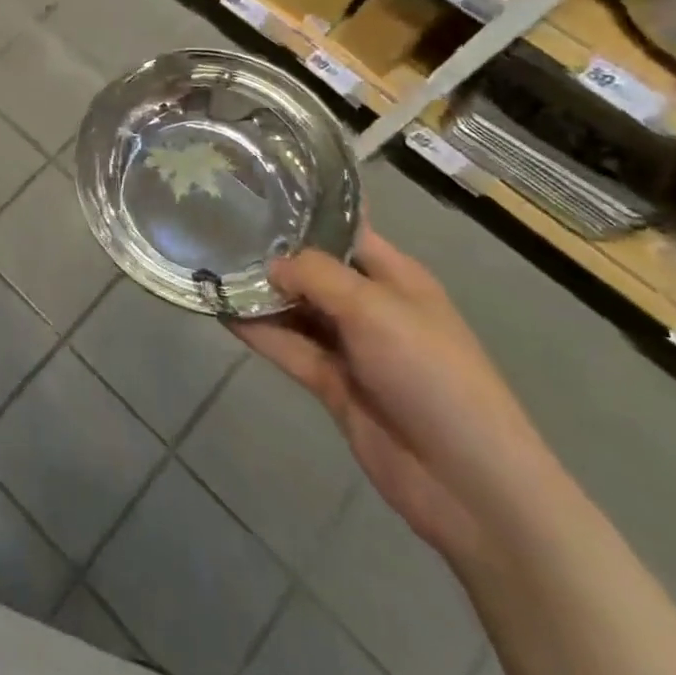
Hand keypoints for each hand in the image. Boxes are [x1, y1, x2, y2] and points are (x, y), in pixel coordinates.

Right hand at [231, 232, 547, 563]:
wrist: (467, 483)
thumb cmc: (431, 373)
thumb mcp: (373, 307)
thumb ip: (315, 275)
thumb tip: (270, 264)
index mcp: (395, 277)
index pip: (343, 231)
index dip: (304, 211)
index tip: (254, 191)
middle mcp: (370, 305)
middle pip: (312, 269)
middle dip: (271, 252)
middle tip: (216, 226)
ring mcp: (350, 347)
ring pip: (295, 308)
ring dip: (259, 292)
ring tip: (208, 265)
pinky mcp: (331, 383)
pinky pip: (288, 346)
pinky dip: (258, 330)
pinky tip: (220, 309)